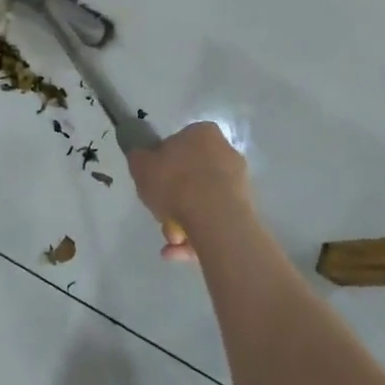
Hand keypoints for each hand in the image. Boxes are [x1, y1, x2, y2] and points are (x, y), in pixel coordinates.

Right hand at [127, 122, 251, 262]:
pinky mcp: (246, 209)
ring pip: (202, 200)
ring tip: (171, 242)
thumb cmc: (175, 183)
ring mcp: (238, 182)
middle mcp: (225, 152)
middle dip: (174, 200)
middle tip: (161, 216)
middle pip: (191, 175)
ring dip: (183, 221)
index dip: (162, 164)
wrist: (215, 219)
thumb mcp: (141, 166)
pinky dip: (198, 234)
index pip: (179, 143)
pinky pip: (214, 219)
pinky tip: (179, 251)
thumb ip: (139, 158)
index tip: (154, 182)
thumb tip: (143, 158)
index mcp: (202, 133)